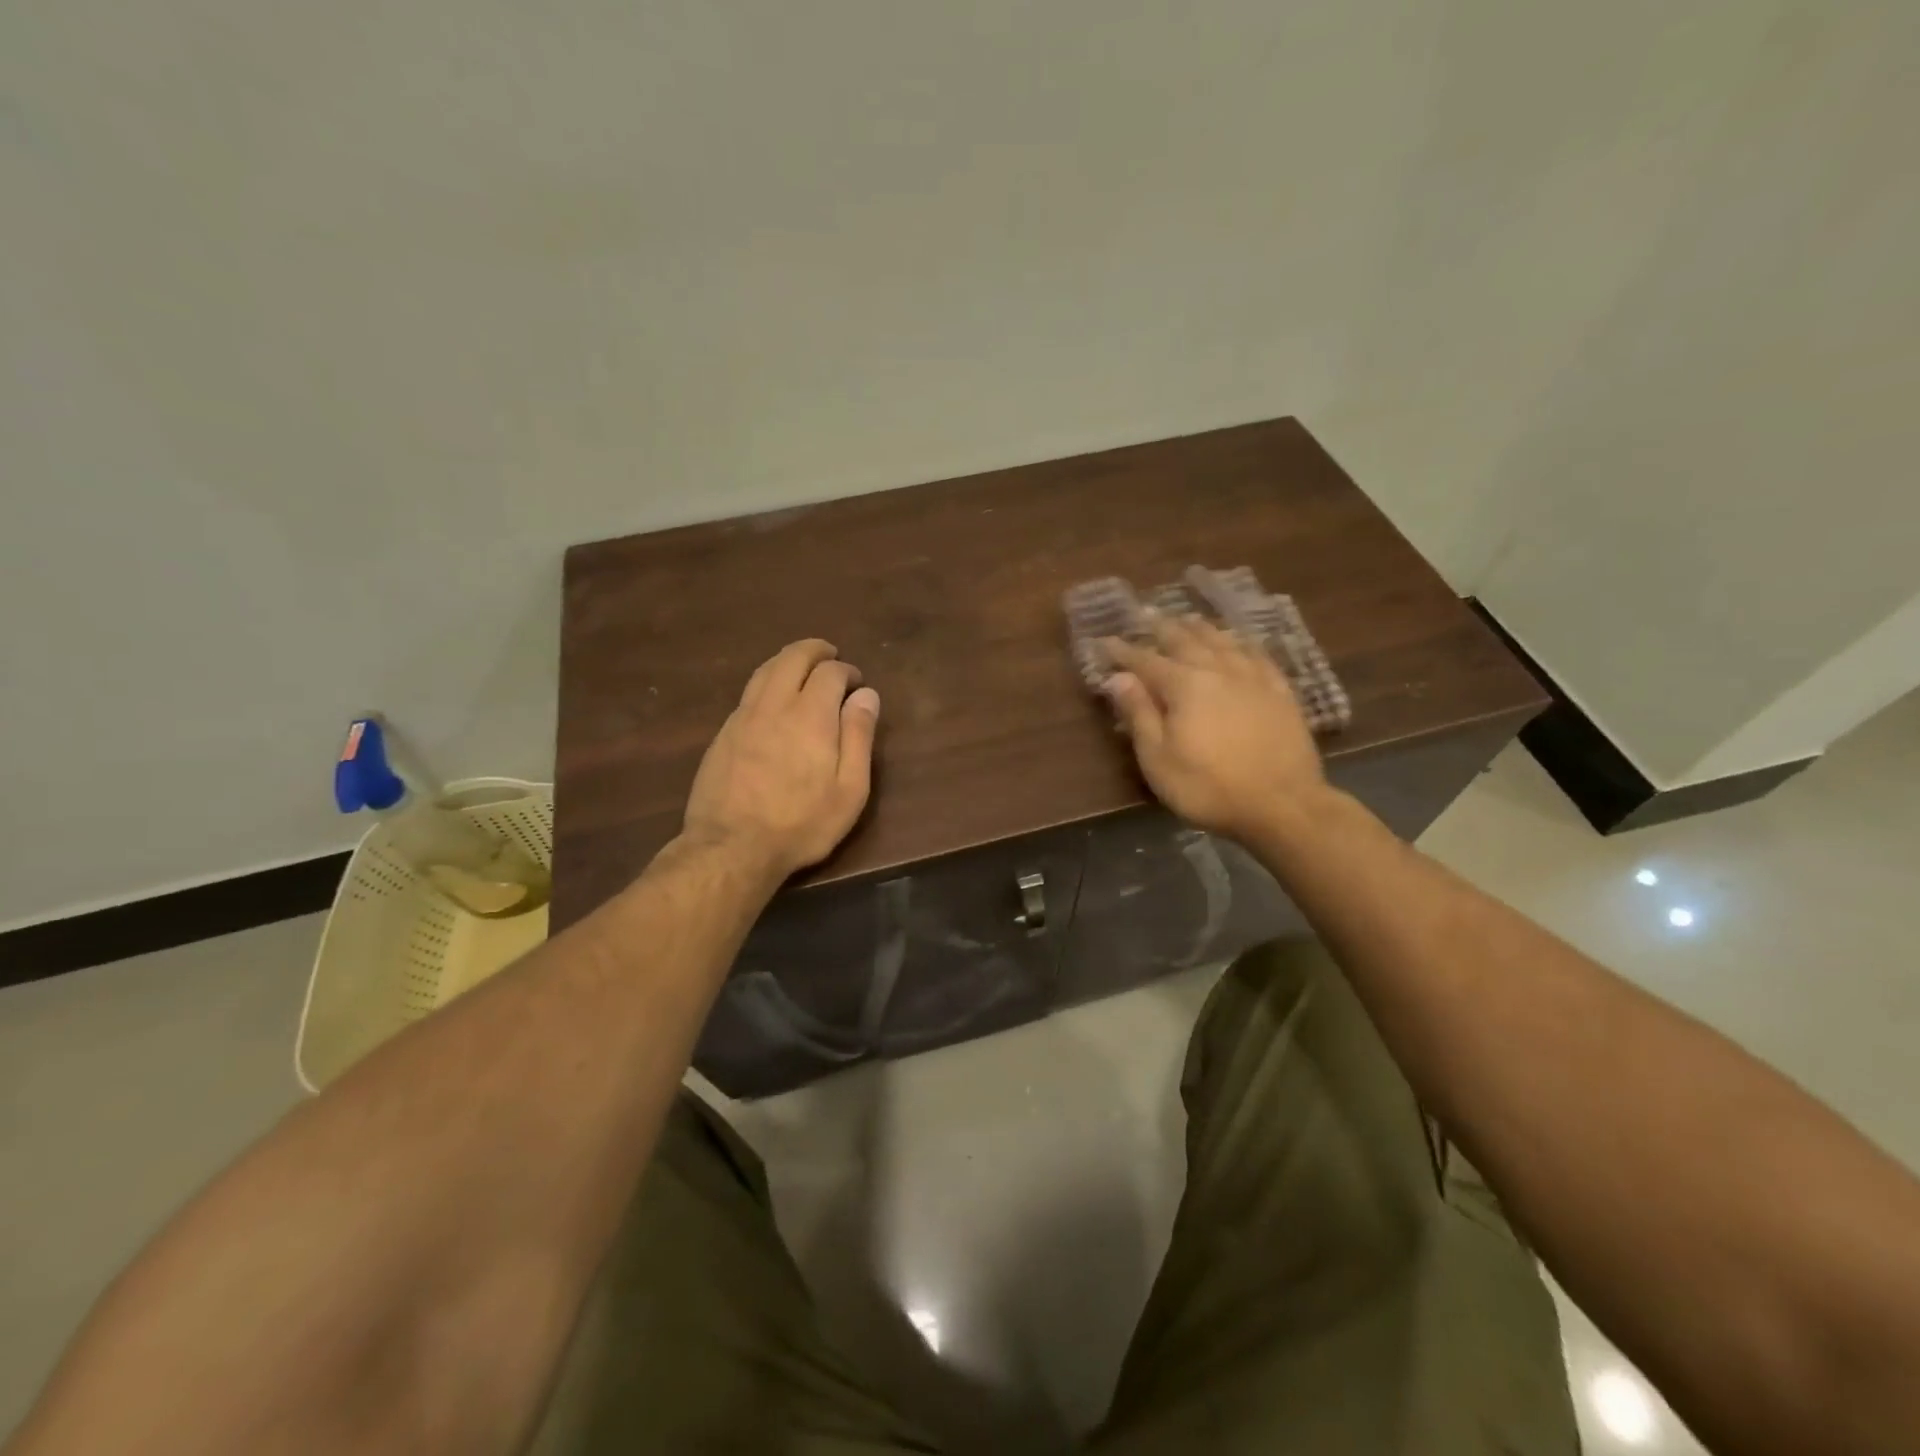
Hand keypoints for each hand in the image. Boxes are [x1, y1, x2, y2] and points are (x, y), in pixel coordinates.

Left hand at [682, 639, 879, 879]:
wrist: (731, 847)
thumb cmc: (801, 823)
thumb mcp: (849, 789)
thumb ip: (859, 736)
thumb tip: (867, 695)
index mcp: (811, 714)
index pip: (830, 672)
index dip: (847, 671)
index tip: (857, 684)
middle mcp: (775, 704)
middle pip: (793, 657)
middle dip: (816, 651)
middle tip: (831, 657)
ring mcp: (743, 717)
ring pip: (765, 670)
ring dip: (788, 660)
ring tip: (803, 667)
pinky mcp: (723, 733)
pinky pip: (749, 692)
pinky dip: (767, 681)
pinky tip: (773, 699)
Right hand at [1101, 615, 1326, 843]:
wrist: (1284, 805)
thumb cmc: (1208, 787)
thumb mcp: (1159, 759)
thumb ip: (1139, 714)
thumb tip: (1118, 678)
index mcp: (1184, 685)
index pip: (1145, 661)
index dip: (1123, 651)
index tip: (1104, 641)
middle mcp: (1218, 670)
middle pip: (1186, 640)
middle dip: (1162, 628)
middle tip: (1146, 615)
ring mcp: (1254, 678)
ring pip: (1223, 641)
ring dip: (1201, 628)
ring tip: (1188, 619)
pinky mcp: (1281, 691)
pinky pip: (1258, 655)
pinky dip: (1242, 643)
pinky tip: (1239, 642)